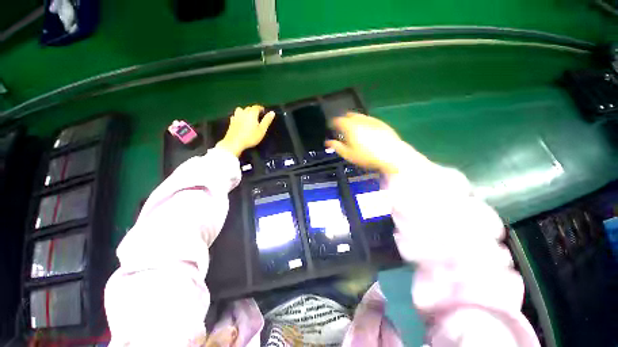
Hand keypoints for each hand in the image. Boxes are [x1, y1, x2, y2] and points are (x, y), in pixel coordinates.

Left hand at [216, 105, 274, 156]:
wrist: (234, 143)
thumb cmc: (250, 137)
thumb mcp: (262, 130)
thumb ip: (267, 120)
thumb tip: (272, 112)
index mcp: (252, 113)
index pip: (257, 107)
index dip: (261, 108)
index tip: (264, 111)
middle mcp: (243, 112)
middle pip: (249, 108)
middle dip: (254, 110)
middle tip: (258, 116)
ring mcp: (236, 116)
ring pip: (241, 110)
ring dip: (245, 111)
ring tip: (248, 117)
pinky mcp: (231, 121)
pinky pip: (236, 115)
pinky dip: (239, 116)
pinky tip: (240, 120)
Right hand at [325, 112, 406, 174]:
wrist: (391, 155)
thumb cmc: (366, 156)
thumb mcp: (348, 154)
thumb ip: (336, 147)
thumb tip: (327, 142)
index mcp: (350, 127)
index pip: (337, 120)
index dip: (332, 123)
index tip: (331, 127)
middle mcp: (360, 120)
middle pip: (348, 115)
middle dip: (343, 120)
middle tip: (341, 128)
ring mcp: (371, 120)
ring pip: (359, 116)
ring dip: (353, 120)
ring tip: (353, 129)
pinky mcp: (380, 123)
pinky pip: (368, 119)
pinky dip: (363, 122)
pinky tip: (366, 130)